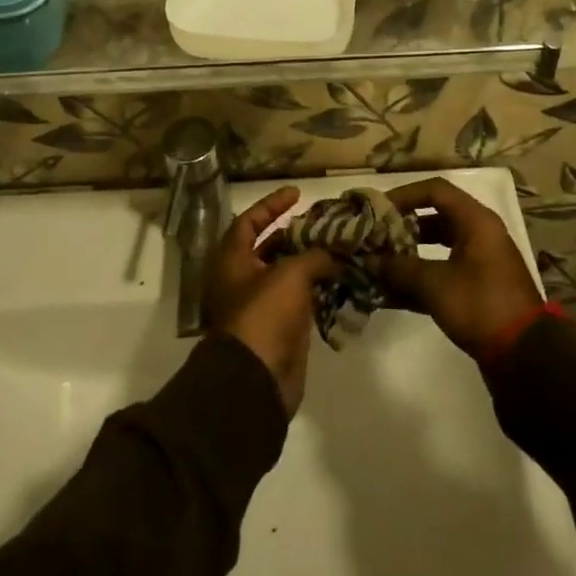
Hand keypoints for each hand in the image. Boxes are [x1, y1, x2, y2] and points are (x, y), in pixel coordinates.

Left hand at [204, 187, 338, 416]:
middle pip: (270, 248)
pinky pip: (300, 302)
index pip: (250, 221)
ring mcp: (261, 307)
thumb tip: (333, 255)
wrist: (255, 381)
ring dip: (312, 263)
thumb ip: (314, 256)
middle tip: (325, 225)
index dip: (272, 204)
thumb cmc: (264, 315)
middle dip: (297, 235)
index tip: (297, 193)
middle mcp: (243, 280)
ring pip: (288, 275)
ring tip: (340, 249)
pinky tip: (342, 281)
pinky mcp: (280, 330)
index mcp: (233, 260)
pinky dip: (318, 290)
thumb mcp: (291, 274)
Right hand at [378, 178, 542, 360]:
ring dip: (408, 254)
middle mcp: (479, 234)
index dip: (404, 195)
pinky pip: (442, 271)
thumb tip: (369, 260)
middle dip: (402, 226)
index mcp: (476, 221)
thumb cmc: (480, 306)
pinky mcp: (477, 287)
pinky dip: (419, 278)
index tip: (378, 209)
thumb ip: (400, 268)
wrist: (524, 357)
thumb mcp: (435, 285)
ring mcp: (479, 261)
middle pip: (435, 217)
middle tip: (375, 236)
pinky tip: (390, 293)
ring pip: (437, 246)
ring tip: (378, 263)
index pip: (435, 190)